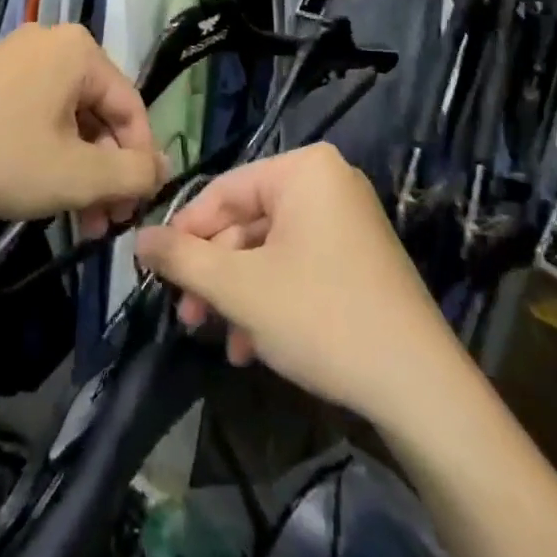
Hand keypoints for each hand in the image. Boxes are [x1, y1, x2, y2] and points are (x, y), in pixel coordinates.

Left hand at [0, 24, 164, 235]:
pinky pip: (41, 111)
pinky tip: (45, 192)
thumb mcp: (75, 175)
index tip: (135, 210)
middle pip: (100, 112)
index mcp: (81, 51)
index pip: (132, 108)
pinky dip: (51, 151)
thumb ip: (132, 175)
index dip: (140, 162)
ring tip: (79, 220)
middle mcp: (55, 41)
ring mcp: (20, 55)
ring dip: (80, 169)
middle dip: (106, 171)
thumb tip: (163, 169)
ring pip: (70, 117)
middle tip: (106, 223)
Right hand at [135, 144, 461, 424]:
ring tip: (223, 340)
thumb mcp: (240, 288)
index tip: (156, 273)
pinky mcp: (359, 256)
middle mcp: (328, 182)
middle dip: (215, 274)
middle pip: (248, 222)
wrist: (419, 386)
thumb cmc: (321, 317)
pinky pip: (300, 264)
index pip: (224, 191)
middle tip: (188, 318)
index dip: (185, 232)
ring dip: (240, 294)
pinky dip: (273, 299)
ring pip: (271, 250)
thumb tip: (138, 237)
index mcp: (303, 169)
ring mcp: (348, 219)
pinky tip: (255, 346)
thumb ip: (182, 258)